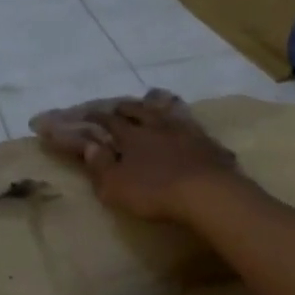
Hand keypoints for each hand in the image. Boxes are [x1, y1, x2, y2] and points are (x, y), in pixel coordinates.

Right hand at [34, 91, 240, 223]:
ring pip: (166, 111)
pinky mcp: (207, 140)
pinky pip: (190, 123)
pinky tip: (184, 122)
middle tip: (118, 107)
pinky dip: (182, 119)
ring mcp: (185, 130)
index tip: (88, 115)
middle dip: (126, 107)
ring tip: (151, 102)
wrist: (206, 192)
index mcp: (131, 136)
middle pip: (139, 110)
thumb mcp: (115, 186)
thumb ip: (100, 165)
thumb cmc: (154, 192)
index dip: (97, 117)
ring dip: (155, 107)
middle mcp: (157, 125)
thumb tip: (89, 145)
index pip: (110, 121)